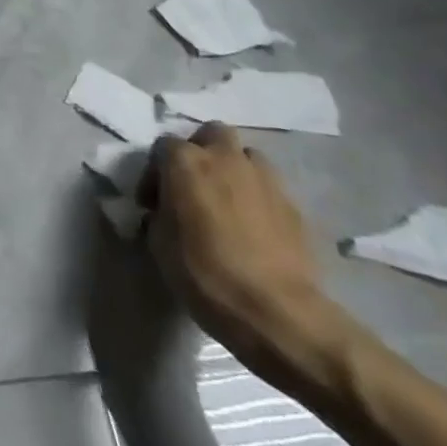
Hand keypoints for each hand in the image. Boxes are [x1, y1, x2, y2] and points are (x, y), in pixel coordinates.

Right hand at [138, 122, 346, 380]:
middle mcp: (224, 157)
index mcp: (185, 161)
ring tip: (227, 203)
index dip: (154, 173)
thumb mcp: (159, 244)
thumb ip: (158, 215)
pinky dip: (257, 198)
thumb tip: (163, 212)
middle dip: (202, 151)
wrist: (277, 311)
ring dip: (234, 171)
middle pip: (212, 134)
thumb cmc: (205, 273)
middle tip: (194, 184)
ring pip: (246, 156)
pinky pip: (268, 188)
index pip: (162, 147)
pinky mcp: (293, 205)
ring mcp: (264, 178)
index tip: (153, 204)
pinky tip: (253, 228)